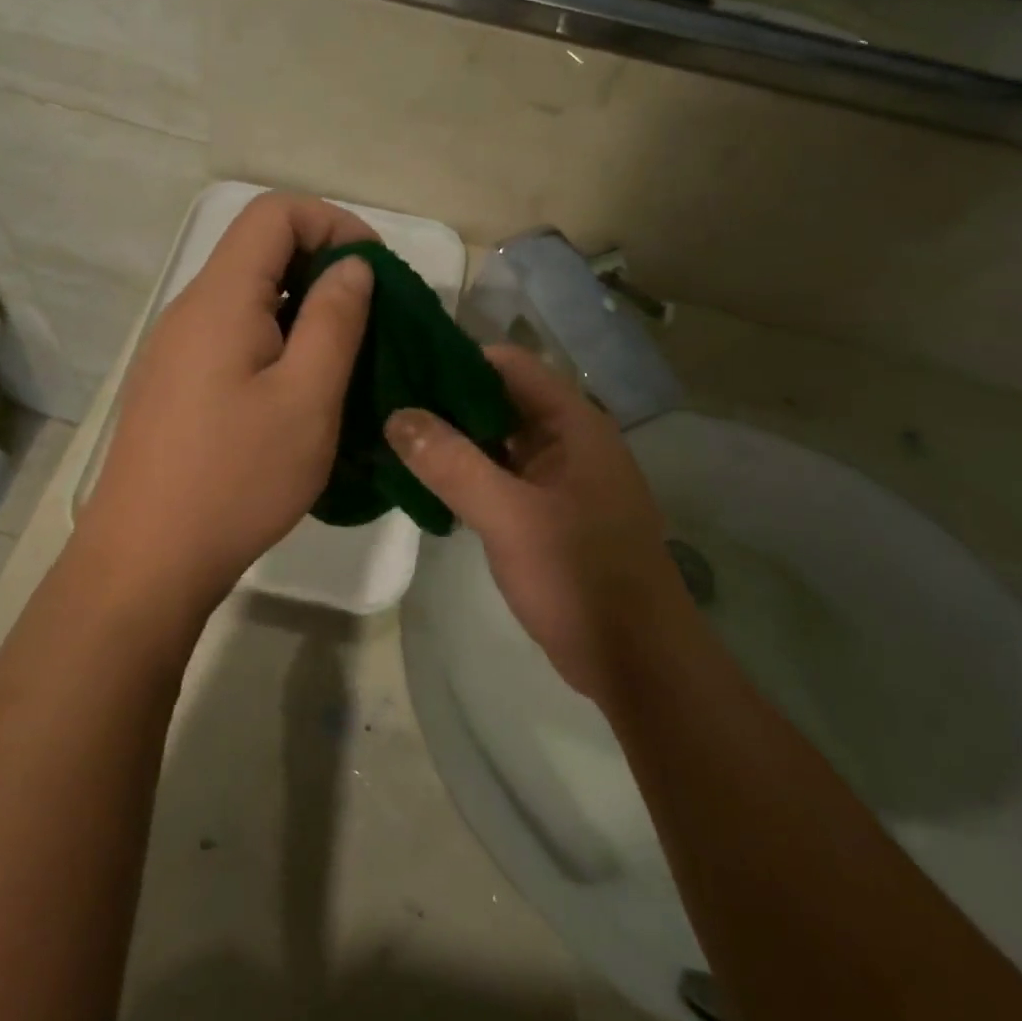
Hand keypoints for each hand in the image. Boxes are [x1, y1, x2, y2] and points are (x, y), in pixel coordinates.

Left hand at [79, 194, 378, 619]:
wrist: (147, 559)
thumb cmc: (236, 477)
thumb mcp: (307, 398)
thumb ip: (334, 320)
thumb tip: (351, 265)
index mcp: (220, 298)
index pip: (274, 213)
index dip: (332, 222)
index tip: (376, 269)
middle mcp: (190, 308)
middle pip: (259, 248)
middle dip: (323, 264)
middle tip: (372, 315)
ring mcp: (176, 347)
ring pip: (248, 294)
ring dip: (302, 305)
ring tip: (346, 353)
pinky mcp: (176, 382)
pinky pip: (233, 334)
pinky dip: (276, 337)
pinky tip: (300, 387)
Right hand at [385, 345, 687, 699]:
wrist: (638, 662)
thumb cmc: (580, 576)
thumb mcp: (509, 517)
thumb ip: (452, 463)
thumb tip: (397, 415)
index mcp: (573, 423)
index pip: (507, 363)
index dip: (455, 358)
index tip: (401, 364)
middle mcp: (568, 440)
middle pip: (499, 398)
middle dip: (445, 399)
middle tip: (384, 401)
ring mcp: (559, 478)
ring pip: (497, 439)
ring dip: (452, 438)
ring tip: (392, 435)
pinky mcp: (548, 512)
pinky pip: (500, 475)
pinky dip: (466, 472)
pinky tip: (424, 479)